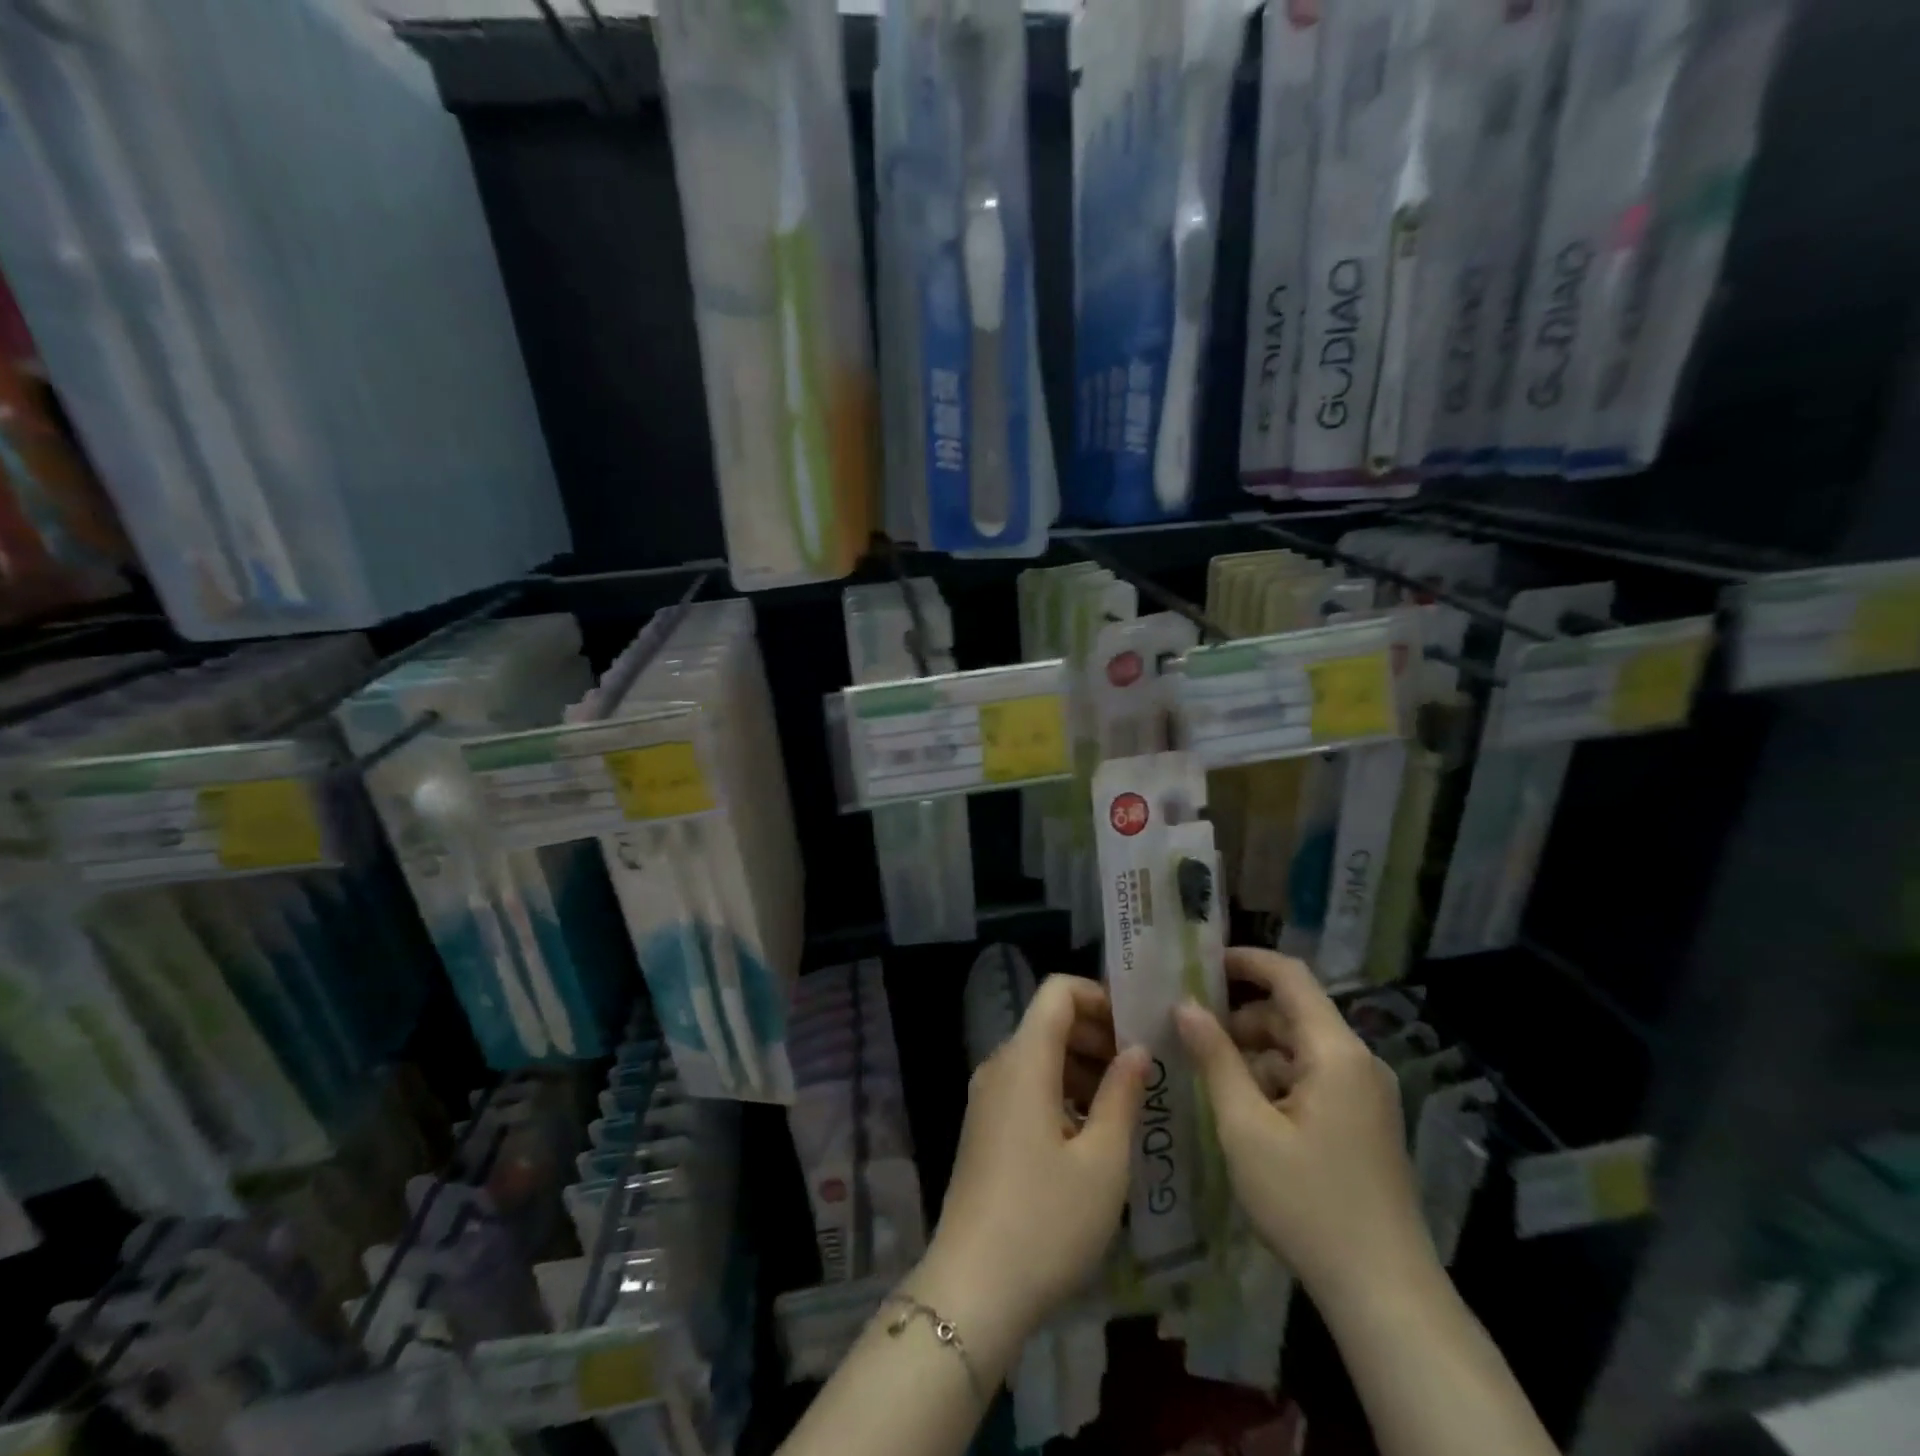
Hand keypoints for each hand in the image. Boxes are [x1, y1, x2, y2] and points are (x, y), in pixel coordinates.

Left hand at [915, 976, 1148, 1344]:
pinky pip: (1026, 1086)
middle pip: (1049, 1022)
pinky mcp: (984, 1127)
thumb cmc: (1047, 1221)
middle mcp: (999, 1066)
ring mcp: (987, 1098)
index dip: (1099, 996)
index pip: (1057, 991)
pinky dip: (1061, 1092)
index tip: (1137, 1028)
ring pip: (1039, 1056)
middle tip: (1143, 1071)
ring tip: (1126, 1106)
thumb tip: (1137, 1049)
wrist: (973, 1290)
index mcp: (1024, 1060)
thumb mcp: (1102, 1161)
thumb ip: (1123, 1095)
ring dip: (1082, 1066)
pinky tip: (1092, 1135)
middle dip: (1098, 1034)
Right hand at [1175, 948, 1436, 1308]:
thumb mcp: (1245, 1127)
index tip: (1200, 964)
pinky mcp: (1365, 1122)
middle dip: (1241, 1014)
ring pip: (1301, 1047)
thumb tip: (1185, 1004)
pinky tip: (1242, 1106)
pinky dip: (1276, 1077)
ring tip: (1206, 1071)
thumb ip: (1215, 1058)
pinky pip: (1314, 1077)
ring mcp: (1366, 1094)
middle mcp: (1358, 1061)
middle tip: (1189, 1027)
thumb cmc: (1308, 1203)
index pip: (1290, 976)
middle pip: (1294, 1012)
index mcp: (1336, 1052)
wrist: (1386, 1296)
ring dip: (1255, 1049)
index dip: (1245, 961)